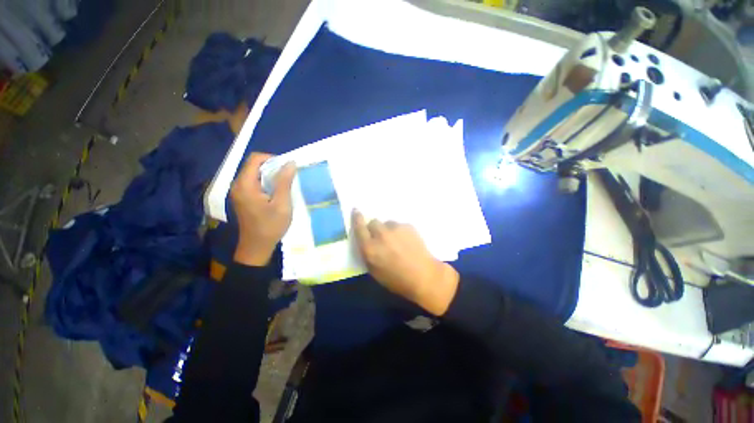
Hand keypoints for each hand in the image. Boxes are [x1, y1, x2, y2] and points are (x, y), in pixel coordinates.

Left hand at [231, 152, 296, 265]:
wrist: (256, 247)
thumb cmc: (270, 226)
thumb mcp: (282, 204)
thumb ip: (284, 182)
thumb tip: (290, 163)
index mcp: (245, 184)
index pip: (255, 159)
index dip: (272, 158)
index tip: (287, 168)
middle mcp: (238, 185)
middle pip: (254, 165)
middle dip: (272, 167)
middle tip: (289, 177)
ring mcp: (238, 192)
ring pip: (255, 174)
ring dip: (270, 175)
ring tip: (285, 185)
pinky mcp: (242, 198)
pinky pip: (254, 183)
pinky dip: (266, 183)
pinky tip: (276, 193)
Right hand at [352, 210, 459, 315]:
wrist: (423, 276)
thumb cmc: (396, 279)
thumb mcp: (374, 271)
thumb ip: (367, 253)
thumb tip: (366, 240)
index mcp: (370, 248)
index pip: (359, 227)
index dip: (356, 218)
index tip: (356, 210)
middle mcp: (381, 235)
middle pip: (373, 222)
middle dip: (375, 229)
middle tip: (382, 239)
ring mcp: (395, 228)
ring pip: (387, 223)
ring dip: (389, 230)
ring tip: (397, 242)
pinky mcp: (408, 226)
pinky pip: (399, 225)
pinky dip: (400, 232)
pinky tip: (407, 242)